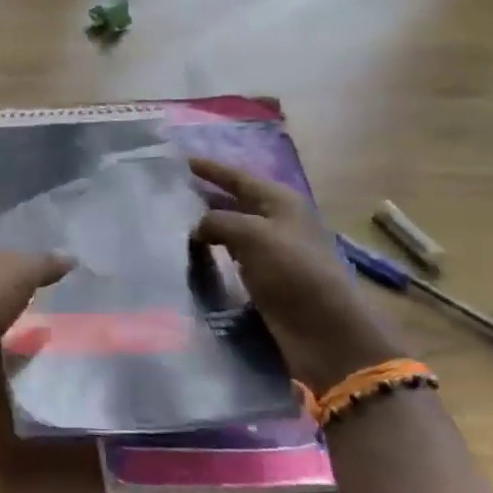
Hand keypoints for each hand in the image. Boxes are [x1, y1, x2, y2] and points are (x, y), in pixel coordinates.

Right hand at [189, 157, 408, 395]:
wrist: (325, 331)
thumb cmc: (293, 272)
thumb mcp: (252, 235)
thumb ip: (217, 221)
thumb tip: (196, 227)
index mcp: (281, 202)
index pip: (237, 177)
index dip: (209, 169)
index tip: (180, 161)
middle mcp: (278, 221)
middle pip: (234, 201)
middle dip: (204, 197)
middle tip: (167, 194)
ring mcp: (273, 252)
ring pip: (231, 231)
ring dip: (206, 227)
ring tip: (171, 225)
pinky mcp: (267, 279)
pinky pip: (232, 257)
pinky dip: (213, 254)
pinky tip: (191, 258)